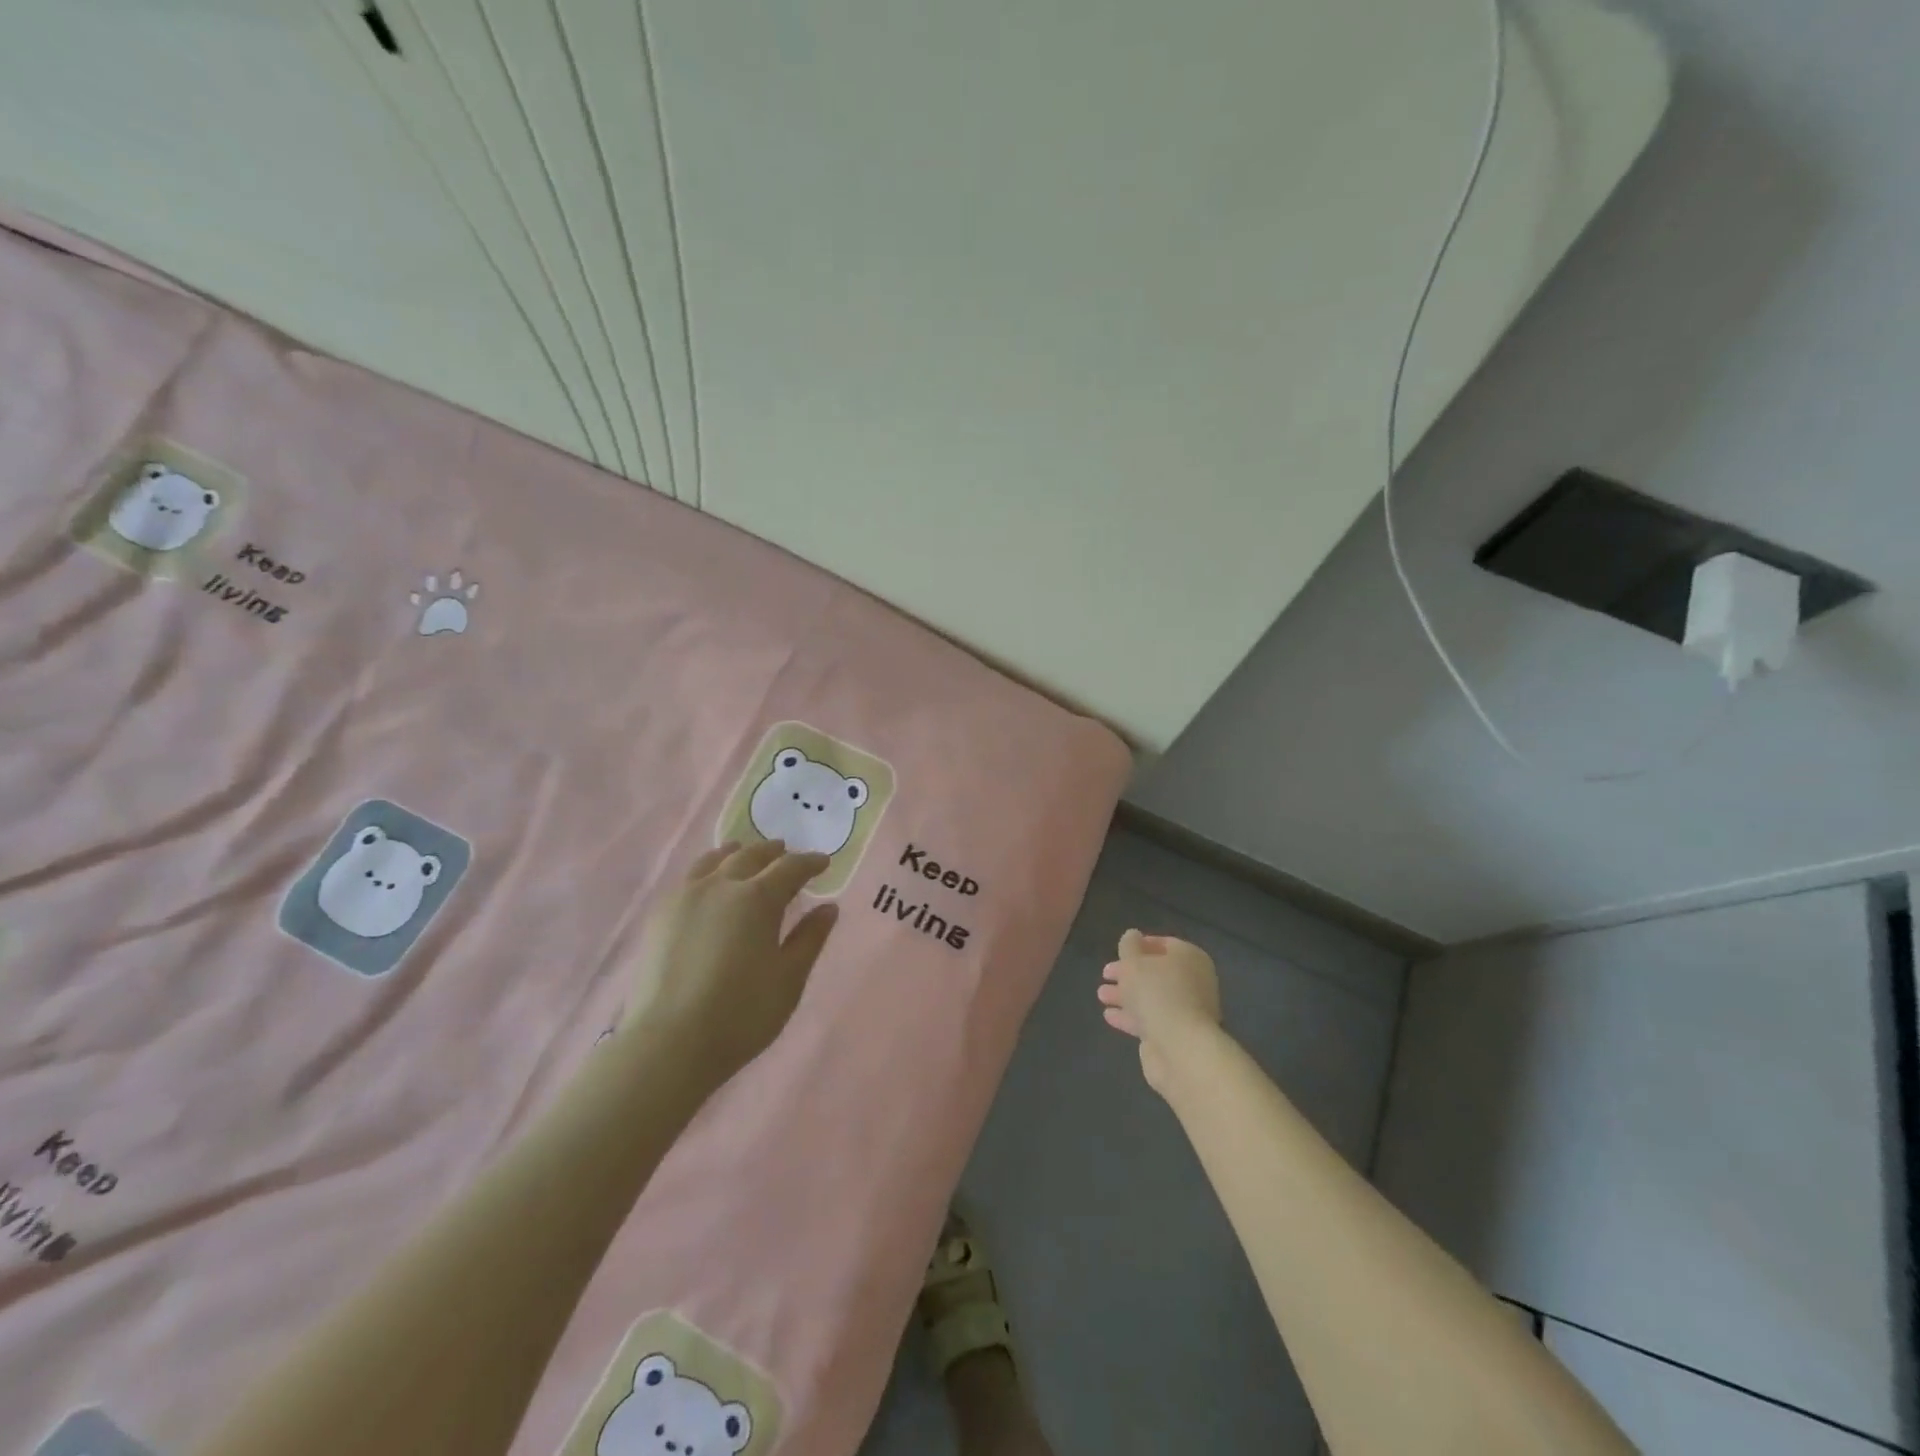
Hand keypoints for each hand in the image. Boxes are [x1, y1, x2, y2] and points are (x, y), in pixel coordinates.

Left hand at [620, 840, 838, 1090]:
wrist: (670, 1042)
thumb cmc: (742, 1013)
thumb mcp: (789, 978)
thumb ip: (810, 938)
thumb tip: (828, 908)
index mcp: (758, 898)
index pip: (790, 868)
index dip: (809, 863)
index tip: (823, 863)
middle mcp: (721, 886)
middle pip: (751, 856)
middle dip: (773, 853)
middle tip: (785, 852)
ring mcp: (686, 897)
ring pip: (714, 860)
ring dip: (736, 854)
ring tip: (744, 854)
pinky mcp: (661, 915)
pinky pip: (689, 879)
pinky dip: (707, 870)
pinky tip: (709, 884)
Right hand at [1097, 930, 1222, 1094]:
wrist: (1180, 1048)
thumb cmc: (1157, 993)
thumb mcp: (1134, 962)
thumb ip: (1129, 946)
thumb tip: (1132, 936)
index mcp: (1190, 958)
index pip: (1165, 944)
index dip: (1140, 945)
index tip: (1119, 950)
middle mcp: (1193, 982)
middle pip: (1156, 972)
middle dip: (1128, 973)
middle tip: (1105, 974)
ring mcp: (1186, 1010)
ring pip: (1151, 997)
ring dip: (1126, 995)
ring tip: (1101, 995)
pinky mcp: (1176, 1035)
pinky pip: (1150, 1019)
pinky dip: (1130, 1016)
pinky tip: (1109, 1016)